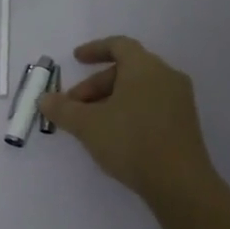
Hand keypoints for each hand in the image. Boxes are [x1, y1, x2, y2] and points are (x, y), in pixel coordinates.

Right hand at [39, 36, 219, 204]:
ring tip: (91, 124)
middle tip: (74, 106)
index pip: (118, 45)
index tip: (76, 60)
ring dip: (111, 99)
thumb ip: (63, 109)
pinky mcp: (185, 123)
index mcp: (145, 67)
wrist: (179, 183)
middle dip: (96, 85)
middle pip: (126, 70)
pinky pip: (152, 105)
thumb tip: (44, 99)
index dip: (94, 49)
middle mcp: (166, 76)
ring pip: (139, 89)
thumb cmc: (131, 141)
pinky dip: (130, 110)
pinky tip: (115, 135)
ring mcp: (180, 100)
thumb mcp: (88, 125)